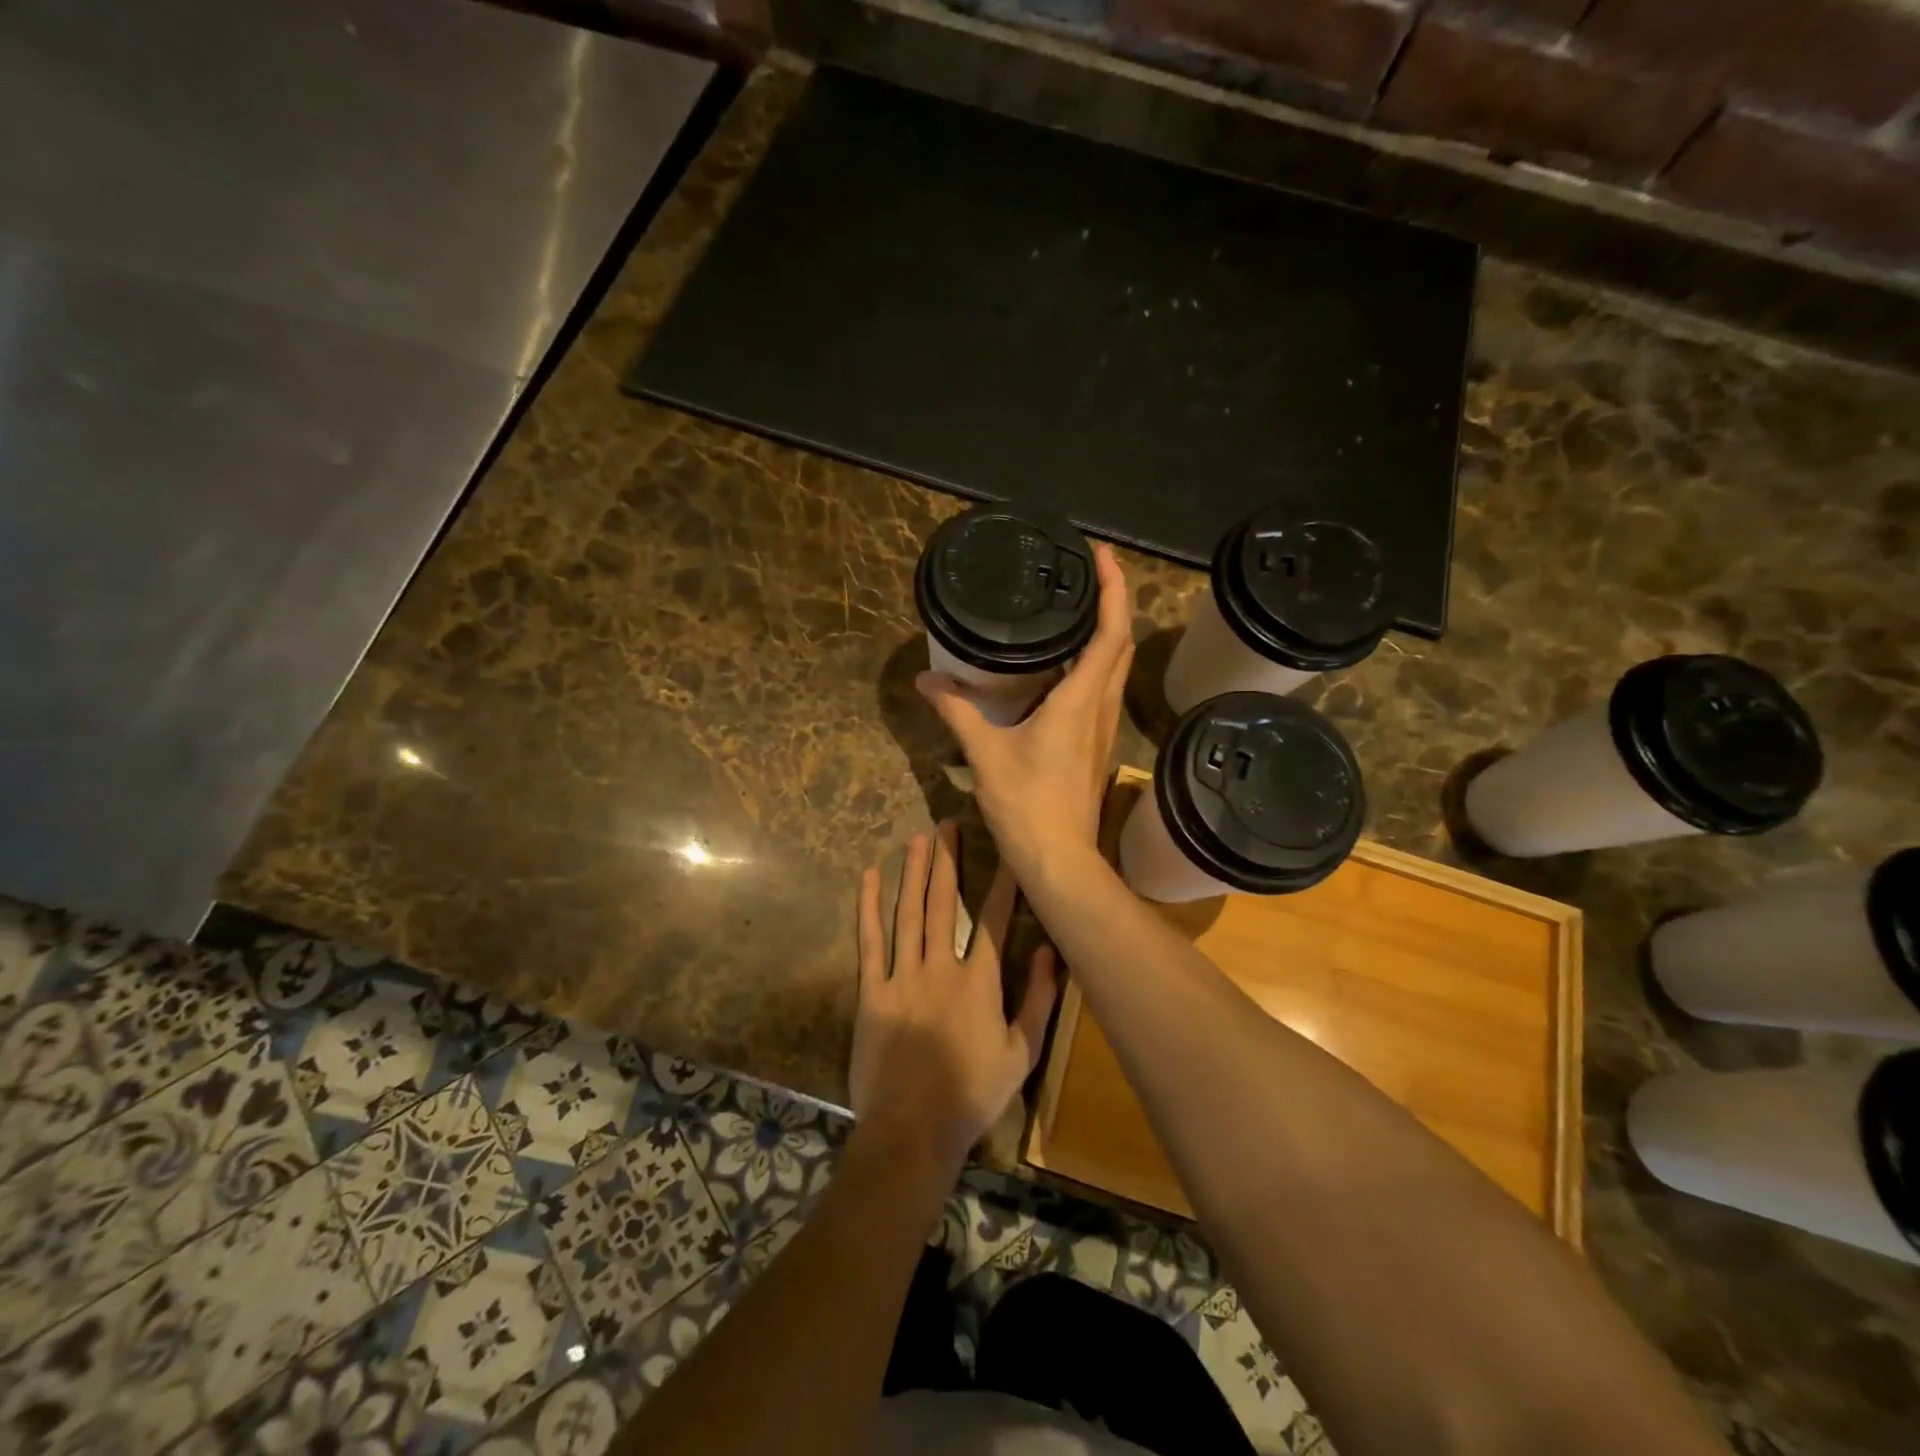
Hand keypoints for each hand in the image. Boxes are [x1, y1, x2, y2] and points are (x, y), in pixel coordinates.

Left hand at [849, 822, 1057, 1176]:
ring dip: (914, 873)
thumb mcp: (1021, 1054)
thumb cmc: (972, 1095)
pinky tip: (869, 877)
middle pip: (946, 903)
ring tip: (918, 838)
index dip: (1003, 882)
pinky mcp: (872, 992)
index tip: (1008, 849)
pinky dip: (869, 907)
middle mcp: (941, 968)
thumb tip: (1051, 951)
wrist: (912, 1131)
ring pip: (909, 913)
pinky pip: (871, 941)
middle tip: (948, 825)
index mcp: (979, 982)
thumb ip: (1039, 1001)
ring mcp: (903, 977)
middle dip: (949, 861)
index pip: (996, 920)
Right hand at [916, 543, 1133, 881]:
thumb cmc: (1026, 805)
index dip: (1113, 589)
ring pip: (1116, 668)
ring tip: (1077, 608)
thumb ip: (958, 713)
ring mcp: (1102, 729)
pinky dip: (1095, 663)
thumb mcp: (985, 754)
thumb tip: (927, 682)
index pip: (1110, 633)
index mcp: (1079, 701)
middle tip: (1087, 572)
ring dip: (1108, 632)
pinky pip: (1103, 690)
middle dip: (1113, 601)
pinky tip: (1067, 665)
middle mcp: (1099, 708)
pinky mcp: (1096, 746)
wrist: (1058, 859)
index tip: (1100, 554)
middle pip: (1121, 644)